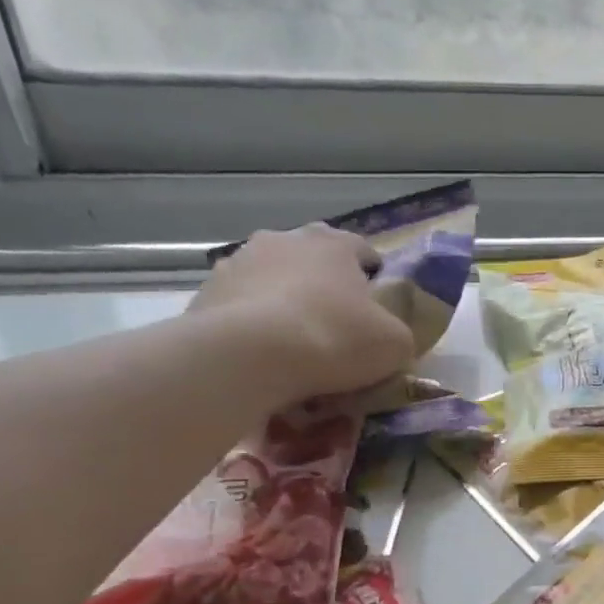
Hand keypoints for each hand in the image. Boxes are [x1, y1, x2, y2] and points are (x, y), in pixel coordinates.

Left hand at [189, 226, 414, 398]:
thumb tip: (389, 339)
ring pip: (271, 283)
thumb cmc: (334, 338)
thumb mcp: (394, 344)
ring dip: (283, 306)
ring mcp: (238, 264)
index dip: (372, 276)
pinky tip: (261, 362)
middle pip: (311, 262)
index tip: (376, 306)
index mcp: (333, 244)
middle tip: (334, 327)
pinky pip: (241, 312)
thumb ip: (397, 335)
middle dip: (323, 288)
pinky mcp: (206, 295)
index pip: (361, 249)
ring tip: (293, 350)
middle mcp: (284, 241)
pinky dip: (252, 330)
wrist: (248, 356)